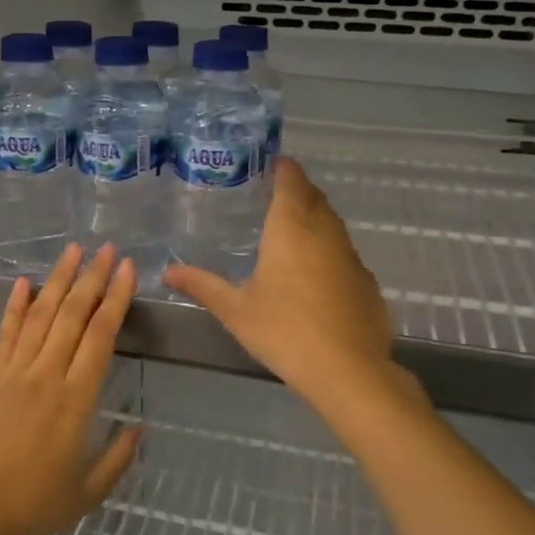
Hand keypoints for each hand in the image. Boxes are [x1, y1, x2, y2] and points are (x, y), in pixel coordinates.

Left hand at [0, 243, 141, 534]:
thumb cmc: (36, 505)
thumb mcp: (90, 491)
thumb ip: (119, 457)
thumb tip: (140, 426)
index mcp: (77, 400)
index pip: (101, 336)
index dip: (116, 299)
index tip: (128, 270)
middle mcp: (47, 375)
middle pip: (73, 315)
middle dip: (93, 278)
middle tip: (107, 249)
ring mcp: (15, 373)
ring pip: (41, 316)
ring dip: (58, 280)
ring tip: (73, 251)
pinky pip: (6, 334)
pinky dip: (16, 306)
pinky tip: (24, 282)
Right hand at [165, 158, 404, 416]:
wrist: (348, 371)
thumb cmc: (284, 331)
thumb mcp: (235, 310)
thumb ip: (202, 286)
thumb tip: (168, 271)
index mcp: (292, 228)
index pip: (291, 180)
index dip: (282, 167)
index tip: (269, 163)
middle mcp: (325, 232)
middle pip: (314, 197)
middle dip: (296, 190)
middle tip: (271, 196)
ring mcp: (351, 256)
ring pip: (332, 223)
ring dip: (314, 217)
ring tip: (290, 230)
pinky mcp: (366, 281)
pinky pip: (344, 251)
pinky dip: (328, 249)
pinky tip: (315, 274)